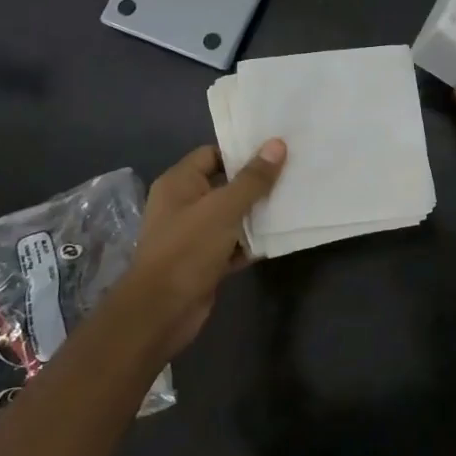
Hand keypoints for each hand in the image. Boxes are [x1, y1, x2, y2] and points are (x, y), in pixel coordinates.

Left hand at [112, 140, 286, 355]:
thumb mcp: (224, 208)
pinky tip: (279, 237)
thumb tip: (277, 144)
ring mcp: (194, 234)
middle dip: (256, 182)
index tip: (276, 151)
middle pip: (225, 184)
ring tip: (293, 200)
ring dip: (257, 213)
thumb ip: (253, 178)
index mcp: (179, 183)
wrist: (162, 311)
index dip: (242, 151)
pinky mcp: (205, 260)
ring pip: (232, 215)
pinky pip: (233, 243)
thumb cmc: (188, 249)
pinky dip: (252, 241)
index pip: (213, 154)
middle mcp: (184, 204)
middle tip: (293, 173)